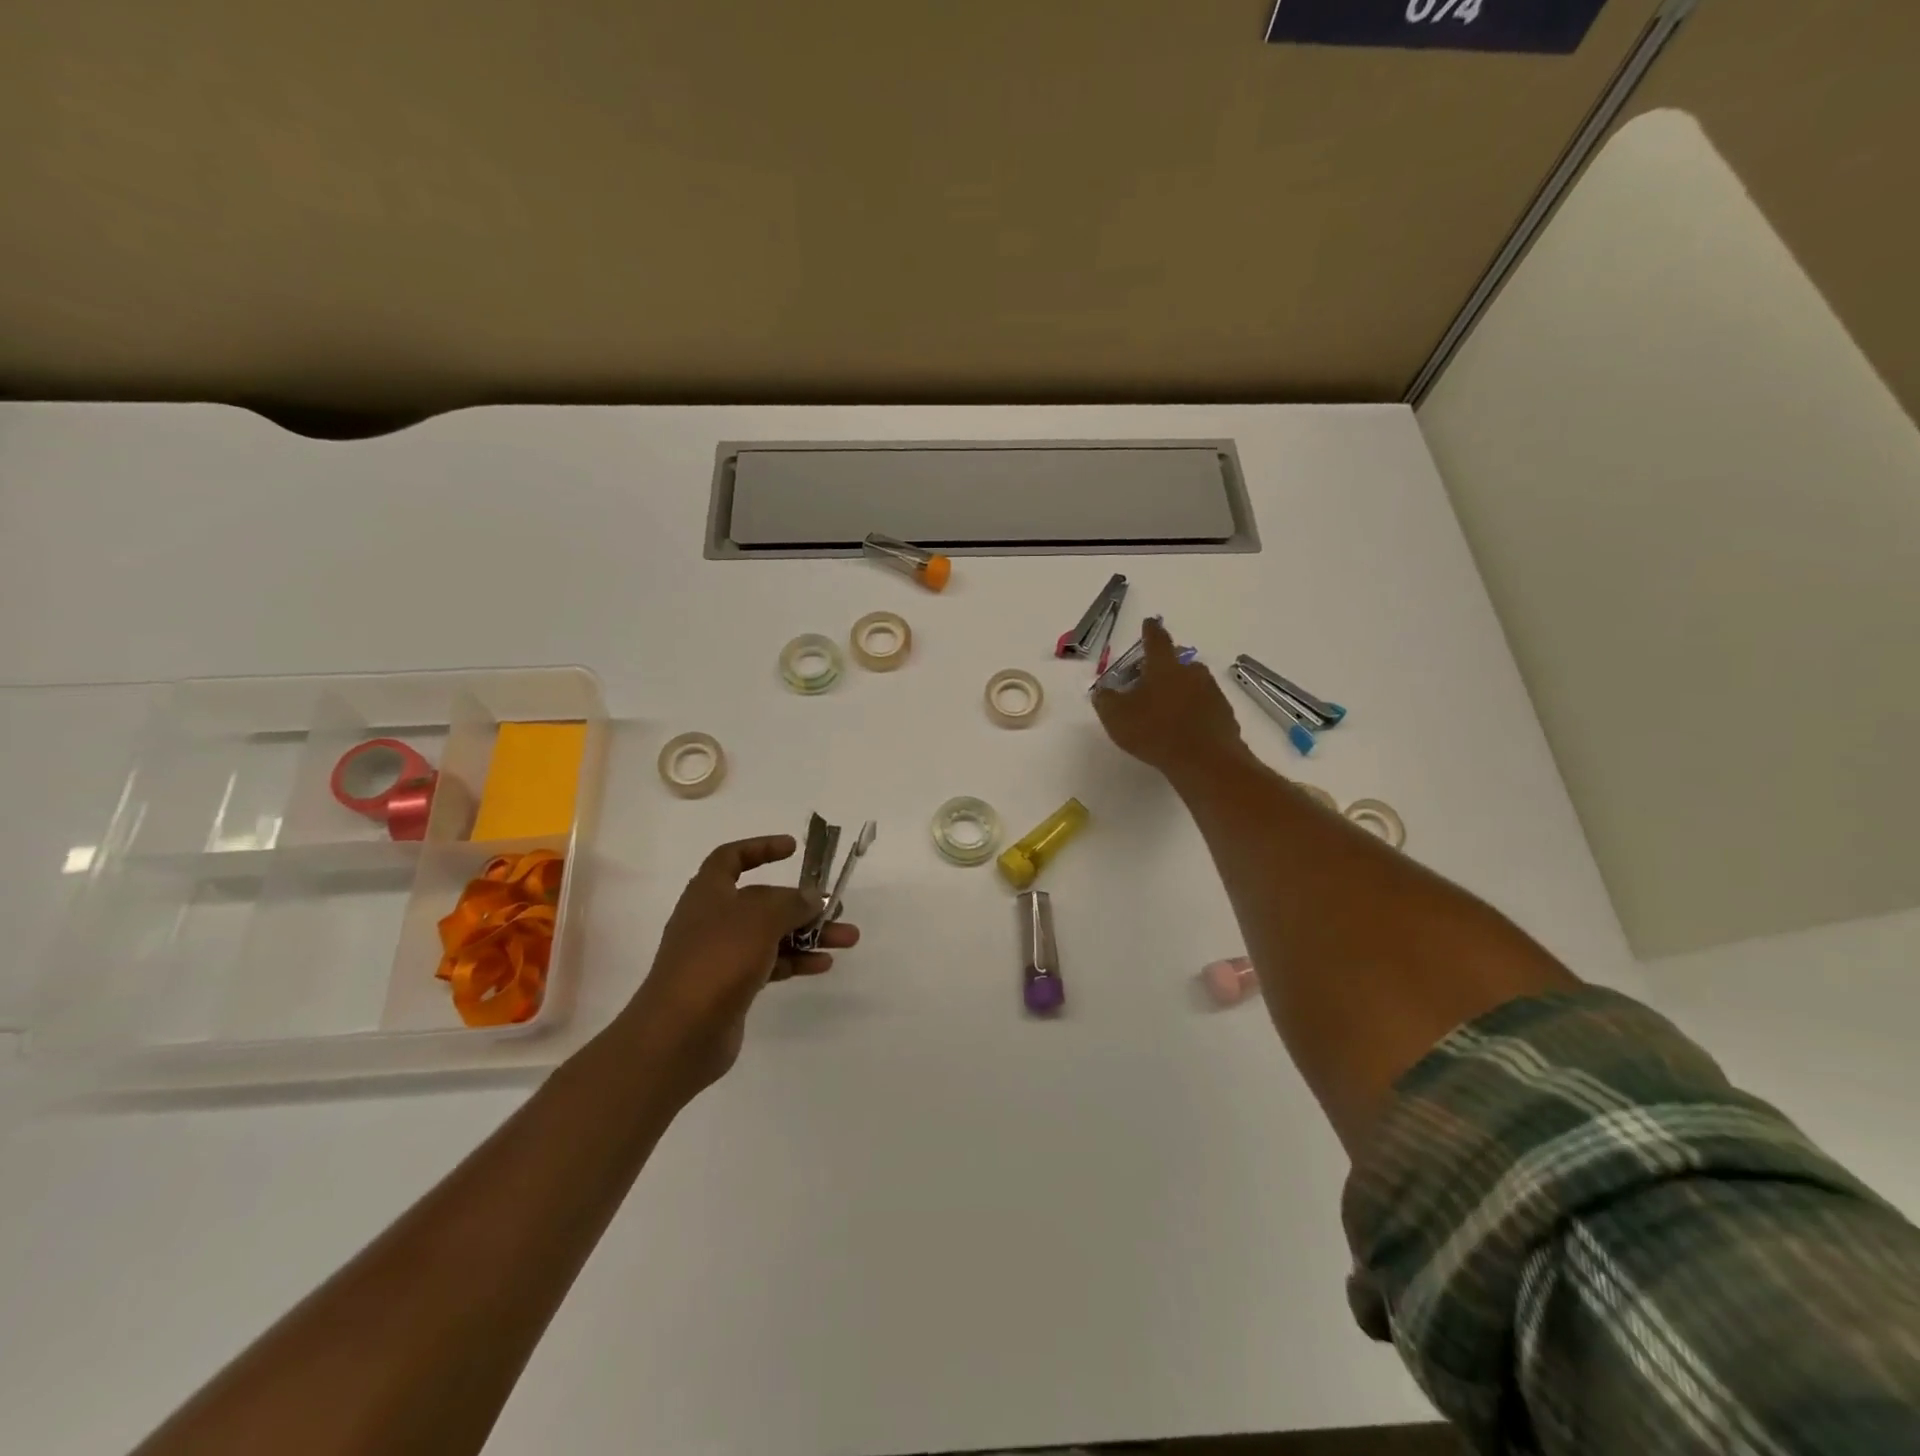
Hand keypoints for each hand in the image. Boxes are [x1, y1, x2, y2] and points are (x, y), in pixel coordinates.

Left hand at [623, 835, 859, 1090]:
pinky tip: (823, 965)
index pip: (731, 858)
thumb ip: (791, 902)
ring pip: (771, 935)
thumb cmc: (718, 959)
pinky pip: (770, 964)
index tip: (793, 848)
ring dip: (808, 934)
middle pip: (762, 900)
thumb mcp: (760, 918)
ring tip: (847, 939)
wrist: (679, 1033)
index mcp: (709, 893)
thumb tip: (811, 898)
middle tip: (837, 907)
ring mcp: (720, 956)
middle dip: (801, 903)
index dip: (760, 847)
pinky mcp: (730, 987)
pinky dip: (796, 961)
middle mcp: (713, 919)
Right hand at [1092, 617, 1246, 779]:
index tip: (1149, 622)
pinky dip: (1192, 711)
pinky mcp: (1224, 714)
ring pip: (1192, 683)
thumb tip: (1102, 690)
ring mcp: (1212, 692)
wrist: (1205, 761)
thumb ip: (1105, 700)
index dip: (1150, 631)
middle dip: (1163, 666)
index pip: (1156, 639)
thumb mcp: (1116, 717)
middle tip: (1147, 681)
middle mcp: (1191, 672)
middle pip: (1176, 662)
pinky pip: (1204, 706)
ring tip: (1164, 710)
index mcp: (1164, 666)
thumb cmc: (1155, 731)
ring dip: (1179, 690)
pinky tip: (1183, 729)